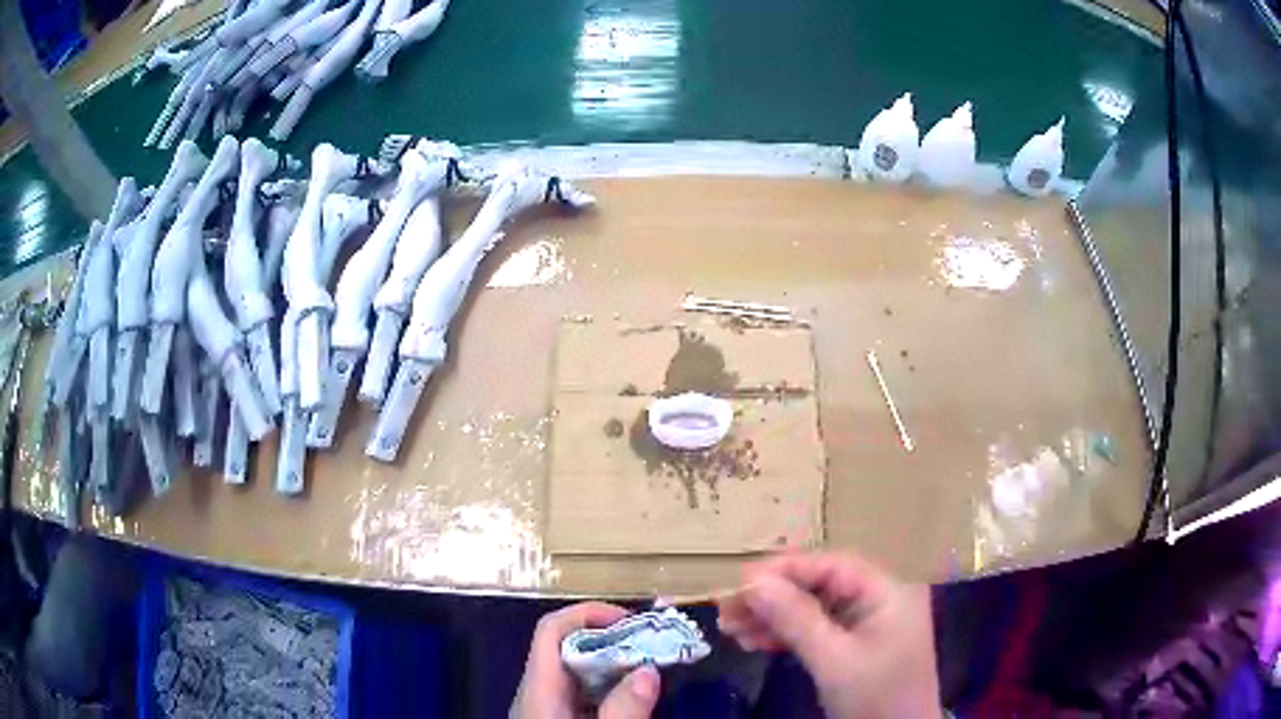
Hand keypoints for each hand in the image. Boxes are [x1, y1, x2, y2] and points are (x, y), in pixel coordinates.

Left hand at [511, 602, 661, 718]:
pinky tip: (629, 696)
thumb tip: (649, 670)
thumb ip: (623, 707)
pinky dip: (605, 685)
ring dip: (611, 663)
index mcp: (537, 689)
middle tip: (650, 643)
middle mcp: (535, 692)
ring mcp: (542, 707)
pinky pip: (577, 691)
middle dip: (609, 639)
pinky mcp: (553, 717)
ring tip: (648, 665)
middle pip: (565, 647)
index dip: (588, 614)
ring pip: (574, 671)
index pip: (551, 629)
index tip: (631, 621)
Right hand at [717, 552, 940, 718]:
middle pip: (820, 586)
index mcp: (886, 592)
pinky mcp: (856, 646)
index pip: (832, 566)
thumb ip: (796, 619)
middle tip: (727, 610)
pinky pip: (818, 630)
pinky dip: (786, 636)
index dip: (784, 570)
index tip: (740, 581)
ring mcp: (868, 624)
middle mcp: (879, 599)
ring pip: (814, 609)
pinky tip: (754, 641)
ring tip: (731, 629)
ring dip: (773, 618)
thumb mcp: (833, 660)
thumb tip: (753, 582)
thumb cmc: (874, 698)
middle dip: (773, 598)